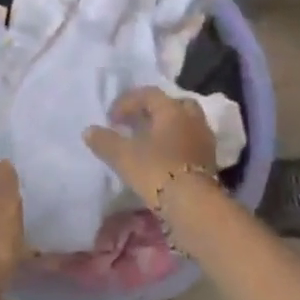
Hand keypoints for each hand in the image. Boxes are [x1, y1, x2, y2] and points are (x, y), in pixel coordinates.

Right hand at [83, 87, 218, 208]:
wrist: (193, 206)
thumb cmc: (157, 171)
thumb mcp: (123, 155)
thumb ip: (105, 141)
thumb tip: (89, 131)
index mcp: (172, 110)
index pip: (148, 94)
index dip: (127, 102)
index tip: (111, 119)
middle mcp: (192, 119)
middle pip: (174, 104)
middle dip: (155, 111)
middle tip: (138, 123)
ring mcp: (204, 141)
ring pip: (185, 124)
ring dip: (168, 129)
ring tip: (150, 143)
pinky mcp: (210, 163)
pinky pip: (191, 144)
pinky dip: (177, 146)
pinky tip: (163, 160)